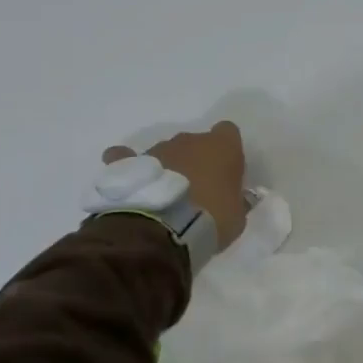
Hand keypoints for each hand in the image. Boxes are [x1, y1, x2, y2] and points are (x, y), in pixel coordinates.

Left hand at [103, 121, 246, 246]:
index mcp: (221, 147)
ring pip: (166, 152)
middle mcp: (189, 140)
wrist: (165, 230)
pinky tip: (130, 181)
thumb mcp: (237, 217)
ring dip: (167, 168)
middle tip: (195, 192)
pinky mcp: (130, 163)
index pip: (228, 132)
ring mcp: (158, 149)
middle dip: (195, 162)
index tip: (225, 173)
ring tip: (163, 198)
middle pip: (195, 143)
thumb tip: (236, 197)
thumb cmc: (212, 220)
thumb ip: (237, 201)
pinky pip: (125, 157)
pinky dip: (128, 165)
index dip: (226, 151)